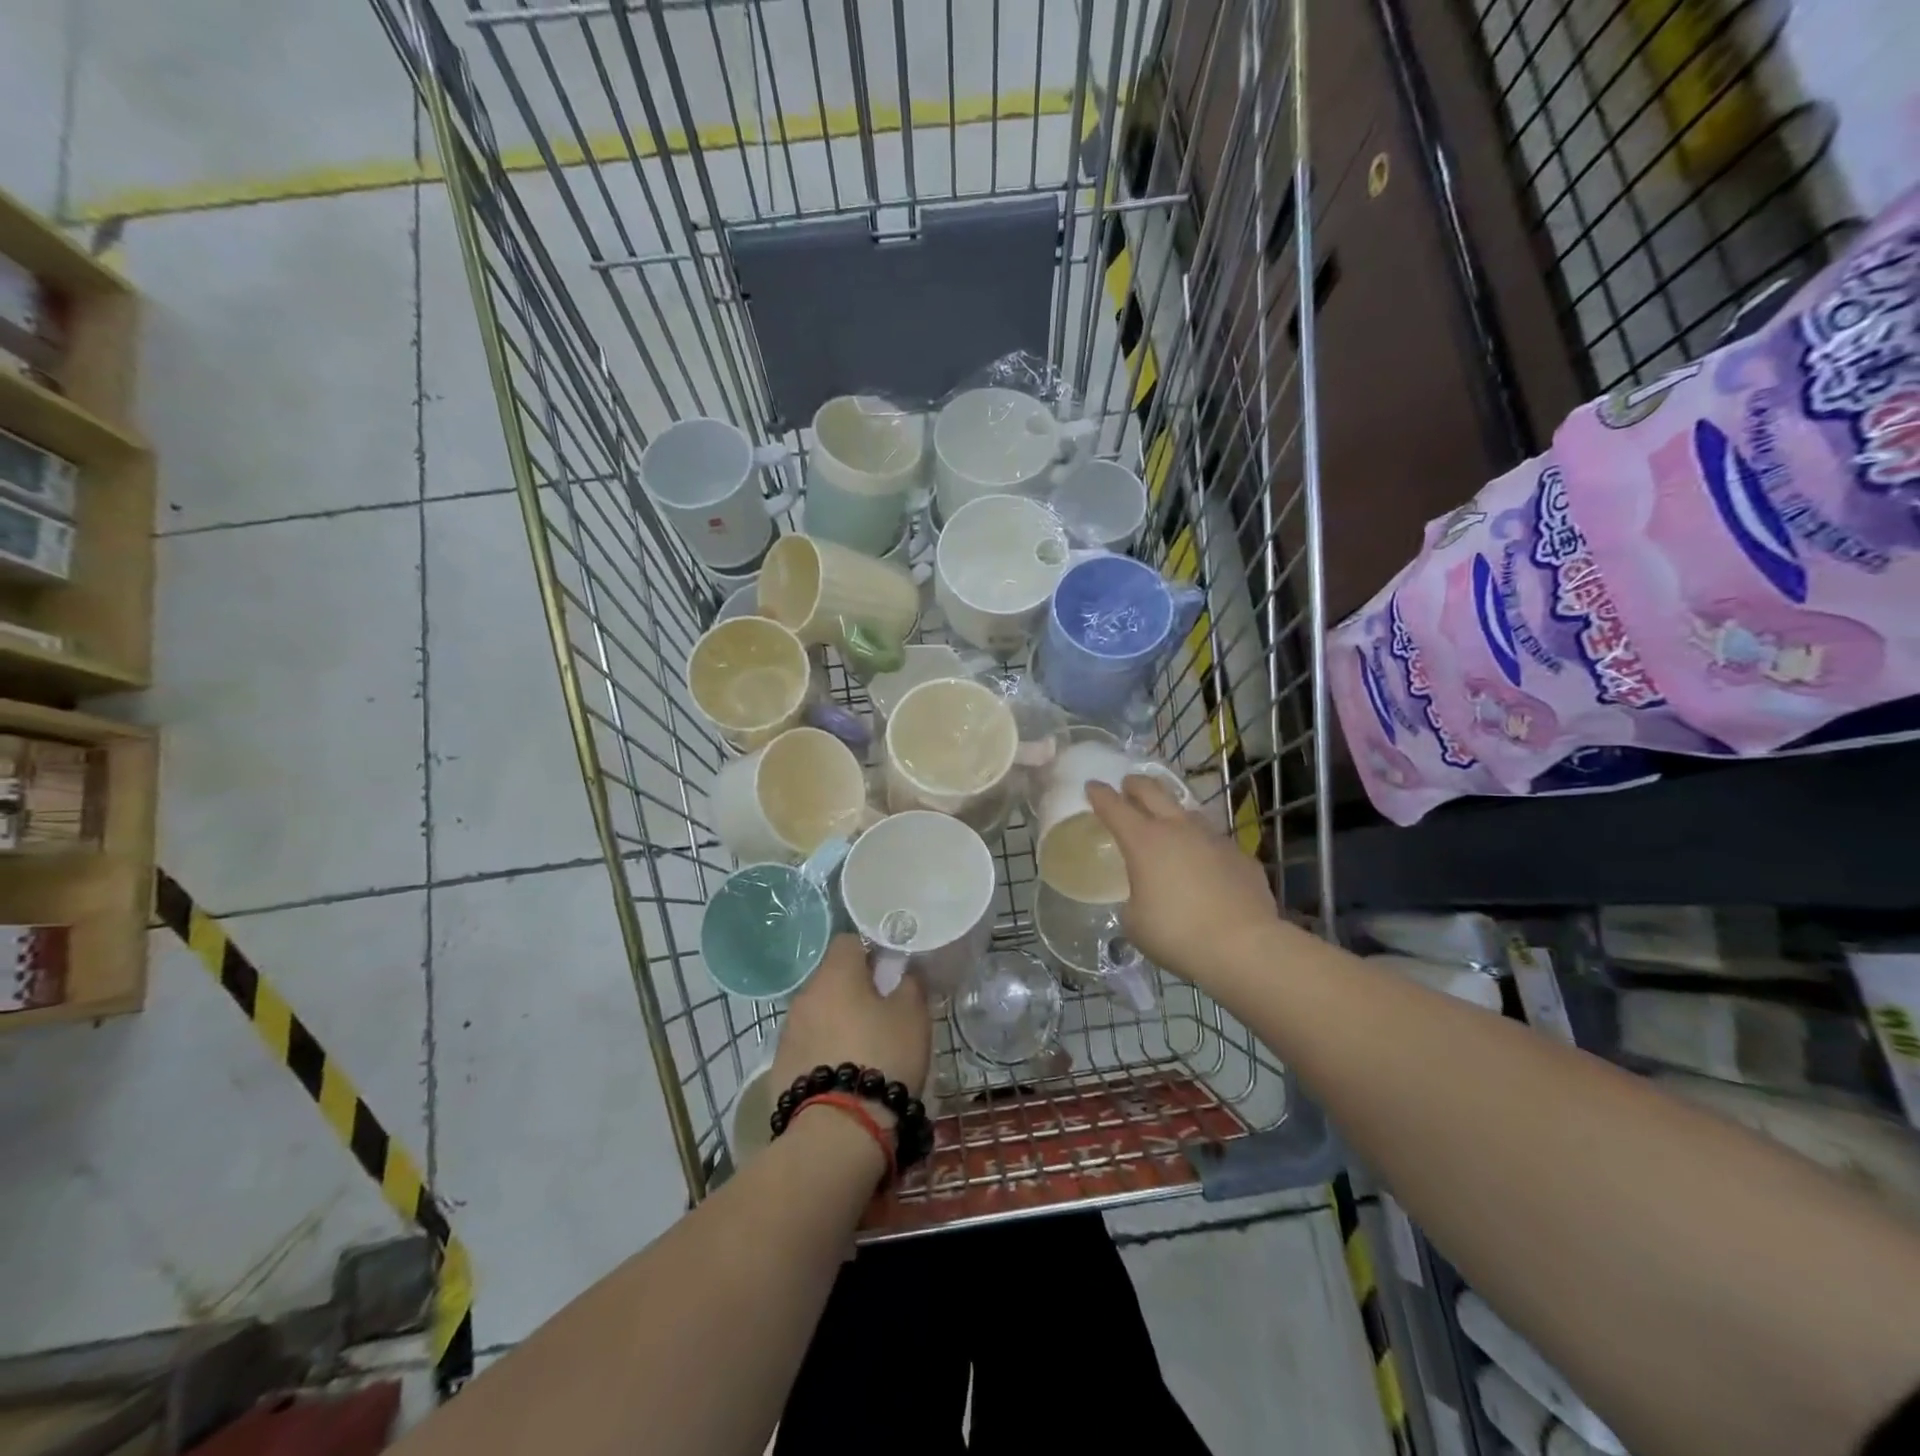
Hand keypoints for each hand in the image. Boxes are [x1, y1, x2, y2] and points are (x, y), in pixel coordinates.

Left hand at [771, 934, 931, 1111]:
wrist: (838, 1130)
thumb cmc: (882, 1057)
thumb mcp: (913, 1016)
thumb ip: (910, 984)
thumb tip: (905, 971)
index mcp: (836, 974)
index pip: (849, 941)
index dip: (871, 952)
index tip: (890, 973)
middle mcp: (805, 995)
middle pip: (832, 979)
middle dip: (855, 991)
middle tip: (882, 1014)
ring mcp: (788, 1032)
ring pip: (818, 1014)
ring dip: (837, 1023)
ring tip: (863, 1050)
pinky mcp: (779, 1067)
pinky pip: (807, 1047)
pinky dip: (823, 1053)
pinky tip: (843, 1075)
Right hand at [1087, 775, 1279, 985]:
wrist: (1244, 947)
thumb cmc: (1177, 934)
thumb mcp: (1135, 922)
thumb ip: (1134, 899)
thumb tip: (1144, 896)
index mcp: (1144, 842)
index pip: (1114, 807)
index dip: (1100, 794)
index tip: (1092, 785)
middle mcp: (1178, 829)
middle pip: (1153, 791)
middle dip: (1135, 784)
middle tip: (1127, 785)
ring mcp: (1214, 839)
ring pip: (1189, 812)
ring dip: (1173, 813)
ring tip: (1169, 824)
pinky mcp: (1241, 856)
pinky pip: (1216, 844)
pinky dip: (1204, 848)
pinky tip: (1206, 867)